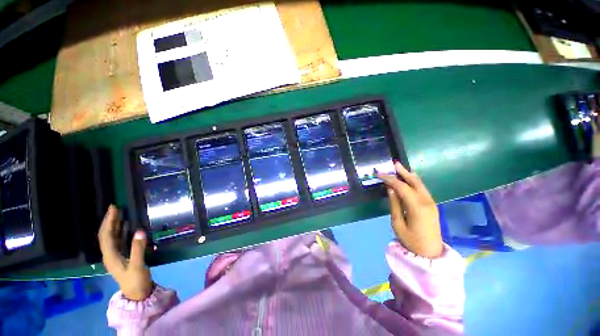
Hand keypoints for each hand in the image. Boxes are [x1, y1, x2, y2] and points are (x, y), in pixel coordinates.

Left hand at [98, 205, 153, 300]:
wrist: (137, 293)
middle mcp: (109, 254)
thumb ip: (138, 249)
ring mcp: (114, 255)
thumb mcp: (137, 265)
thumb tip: (139, 231)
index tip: (114, 209)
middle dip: (109, 221)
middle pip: (106, 235)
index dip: (109, 222)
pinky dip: (120, 231)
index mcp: (110, 256)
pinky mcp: (121, 256)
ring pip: (111, 237)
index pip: (106, 235)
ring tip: (119, 214)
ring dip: (114, 225)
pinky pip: (117, 240)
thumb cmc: (136, 280)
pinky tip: (125, 226)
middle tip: (116, 208)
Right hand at [376, 162, 443, 257]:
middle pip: (414, 182)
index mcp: (417, 206)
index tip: (379, 174)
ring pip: (420, 184)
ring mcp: (431, 203)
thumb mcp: (397, 223)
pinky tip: (408, 179)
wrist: (430, 253)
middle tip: (394, 163)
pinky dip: (414, 182)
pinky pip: (422, 189)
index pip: (401, 187)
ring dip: (409, 175)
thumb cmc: (411, 240)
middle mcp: (426, 201)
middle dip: (403, 172)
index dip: (389, 179)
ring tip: (400, 168)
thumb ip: (394, 204)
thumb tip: (390, 189)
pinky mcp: (431, 205)